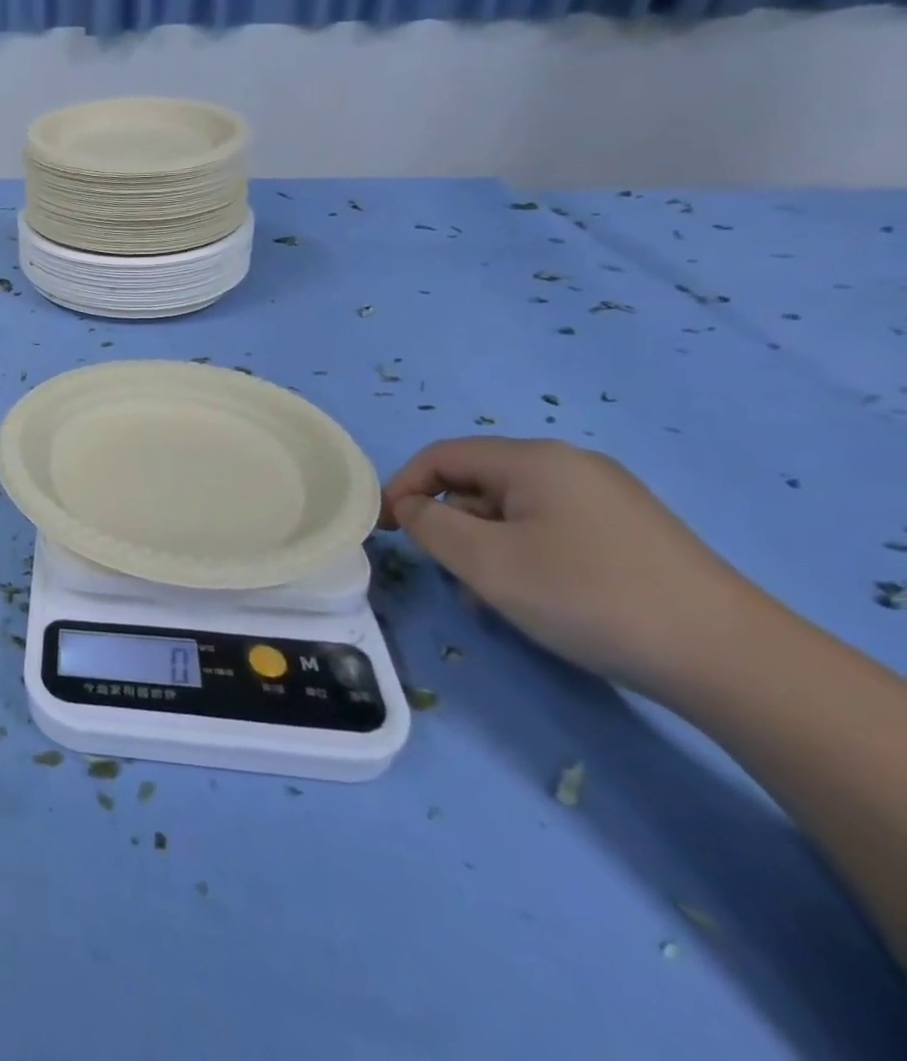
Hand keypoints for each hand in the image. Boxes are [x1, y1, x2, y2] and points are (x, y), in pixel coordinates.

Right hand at [380, 437, 754, 696]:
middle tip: (447, 575)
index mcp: (533, 460)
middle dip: (450, 526)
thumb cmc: (586, 596)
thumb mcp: (485, 561)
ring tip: (492, 601)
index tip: (384, 530)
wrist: (730, 658)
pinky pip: (551, 530)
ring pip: (513, 512)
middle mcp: (570, 466)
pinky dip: (525, 557)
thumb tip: (410, 507)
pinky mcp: (631, 533)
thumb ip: (429, 524)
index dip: (402, 487)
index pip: (441, 456)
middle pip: (478, 483)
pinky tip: (536, 601)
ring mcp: (607, 499)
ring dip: (486, 549)